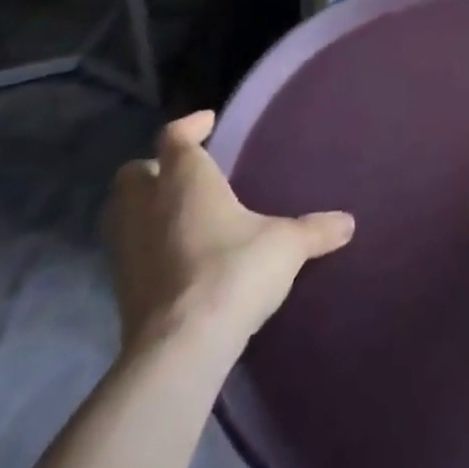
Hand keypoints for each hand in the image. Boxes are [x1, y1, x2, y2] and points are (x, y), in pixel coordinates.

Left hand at [104, 111, 354, 354]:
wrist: (181, 346)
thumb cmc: (234, 270)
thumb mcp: (286, 245)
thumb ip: (315, 230)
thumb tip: (348, 222)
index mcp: (185, 179)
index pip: (175, 136)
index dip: (190, 125)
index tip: (207, 122)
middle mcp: (147, 205)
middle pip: (134, 173)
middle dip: (154, 168)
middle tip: (185, 172)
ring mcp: (126, 249)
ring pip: (122, 213)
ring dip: (144, 208)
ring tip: (178, 214)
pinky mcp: (120, 289)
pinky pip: (128, 252)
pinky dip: (146, 246)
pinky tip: (176, 257)